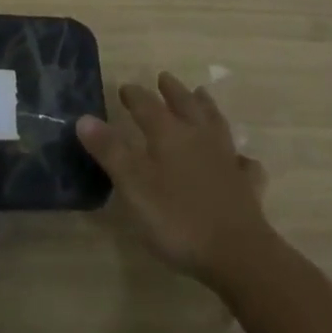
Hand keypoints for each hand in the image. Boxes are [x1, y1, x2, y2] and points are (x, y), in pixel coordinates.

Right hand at [77, 71, 272, 289]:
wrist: (239, 254)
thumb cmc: (177, 219)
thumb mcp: (133, 186)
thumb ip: (110, 151)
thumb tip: (84, 118)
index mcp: (169, 134)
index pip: (147, 105)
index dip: (135, 95)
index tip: (125, 88)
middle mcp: (199, 138)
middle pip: (185, 105)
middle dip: (173, 91)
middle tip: (164, 78)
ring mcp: (227, 161)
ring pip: (216, 124)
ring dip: (207, 108)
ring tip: (202, 95)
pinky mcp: (247, 186)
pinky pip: (244, 164)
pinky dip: (240, 157)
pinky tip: (240, 159)